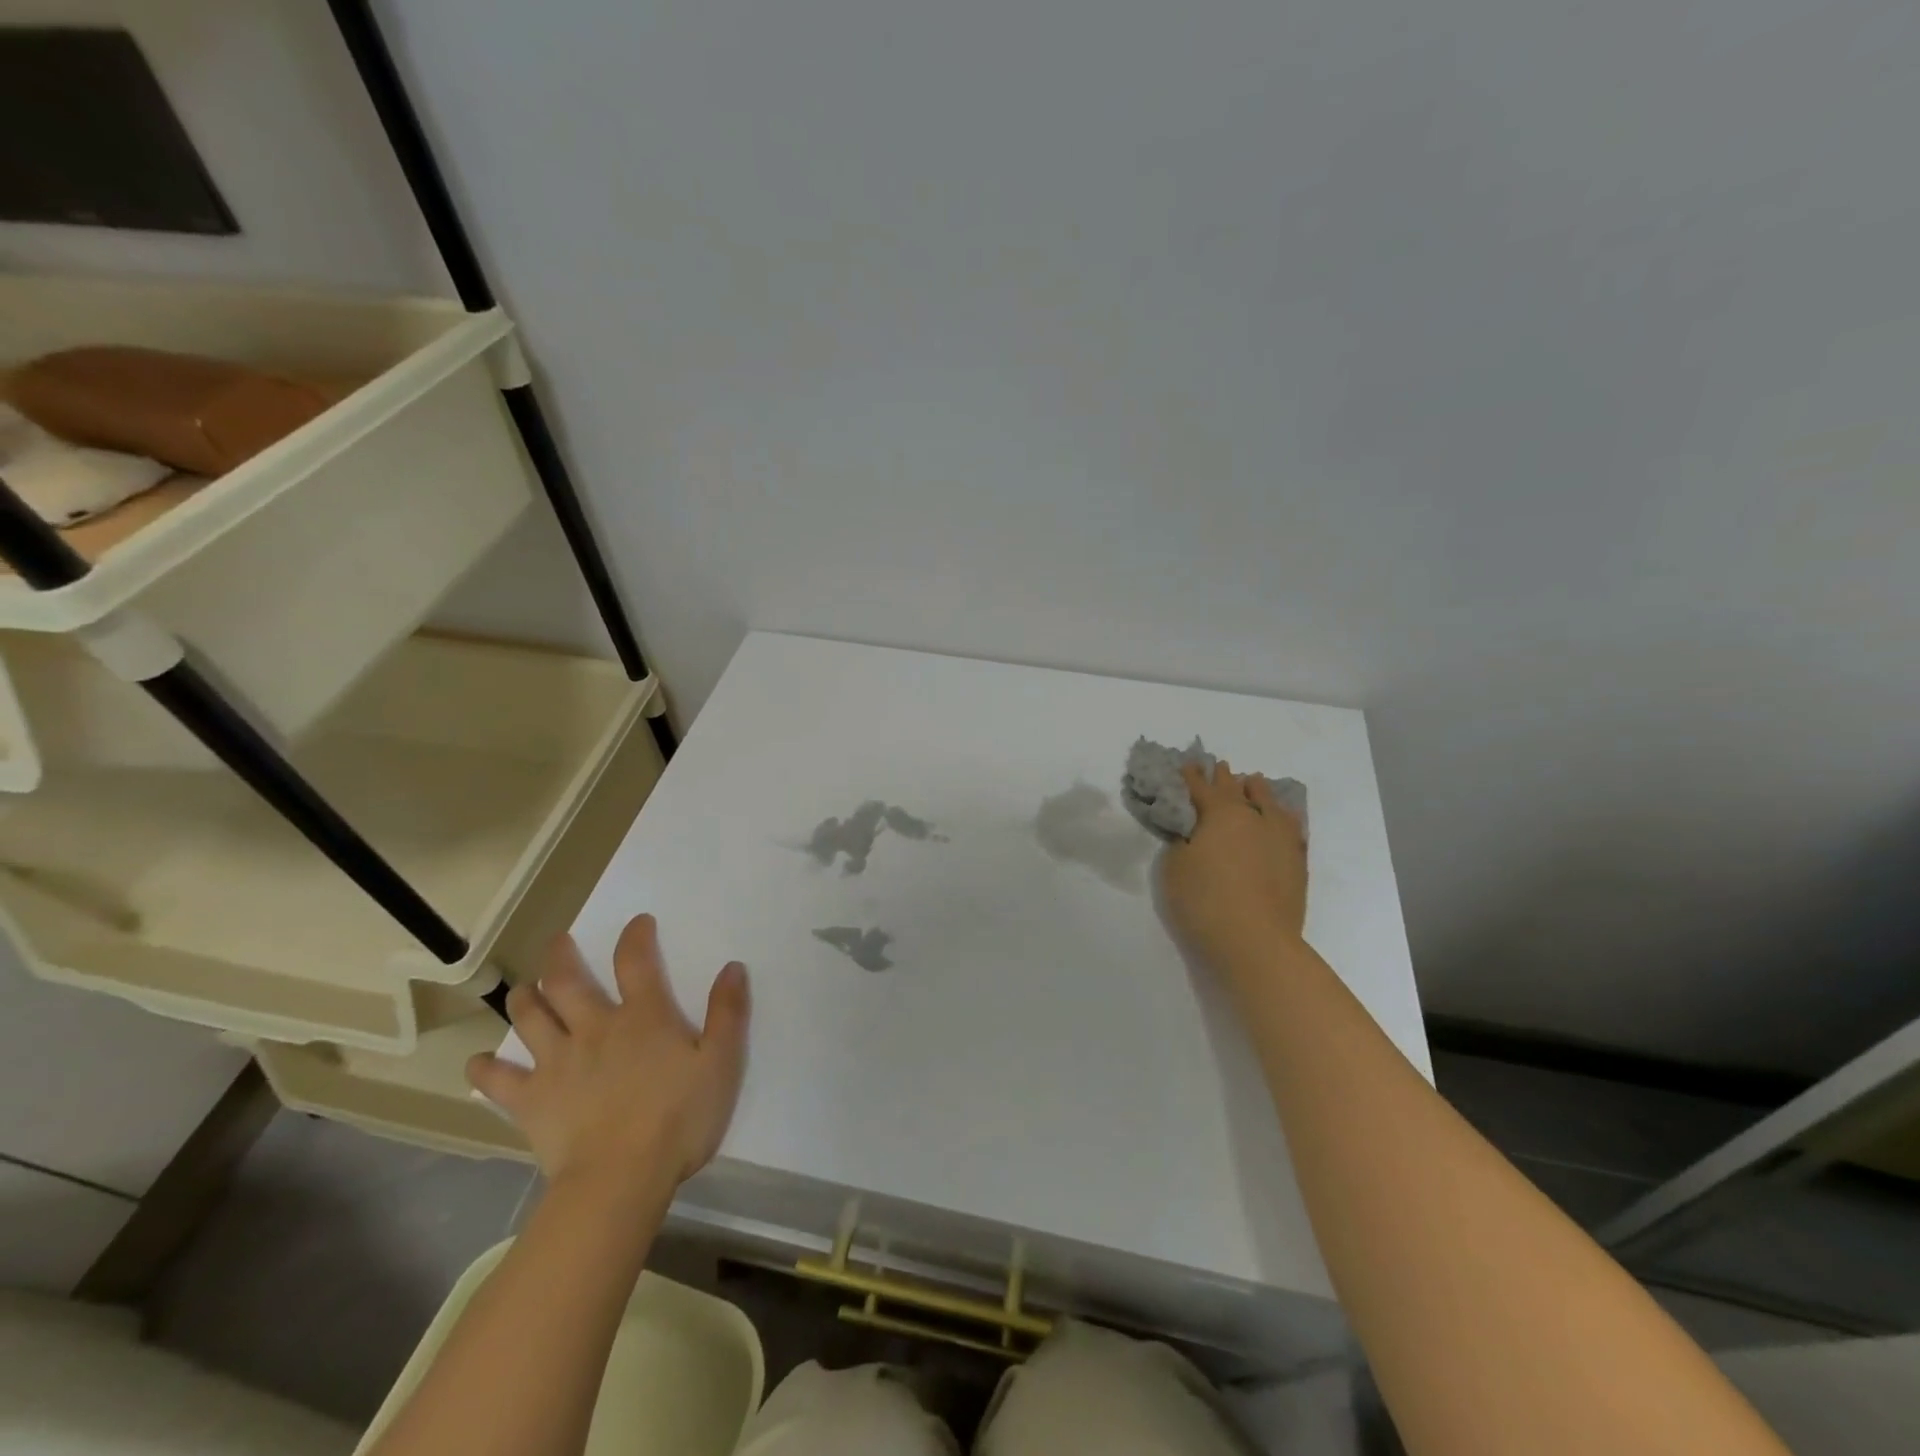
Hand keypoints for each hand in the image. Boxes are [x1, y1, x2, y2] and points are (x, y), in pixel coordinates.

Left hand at [467, 915, 749, 1195]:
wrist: (621, 1178)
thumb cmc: (679, 1118)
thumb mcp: (721, 1062)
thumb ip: (728, 1012)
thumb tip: (733, 967)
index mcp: (643, 1017)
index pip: (636, 962)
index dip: (636, 937)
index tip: (637, 923)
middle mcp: (595, 1028)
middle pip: (567, 982)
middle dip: (561, 957)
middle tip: (558, 942)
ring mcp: (557, 1063)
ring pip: (530, 1019)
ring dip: (523, 1000)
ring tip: (522, 991)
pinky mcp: (531, 1101)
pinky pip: (499, 1081)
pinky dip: (485, 1071)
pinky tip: (476, 1065)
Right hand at [1161, 761, 1308, 971]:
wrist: (1256, 942)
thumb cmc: (1205, 901)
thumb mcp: (1175, 868)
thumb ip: (1182, 842)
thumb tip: (1193, 833)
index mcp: (1220, 815)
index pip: (1201, 788)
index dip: (1191, 776)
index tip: (1186, 763)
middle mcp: (1254, 818)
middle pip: (1236, 791)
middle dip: (1224, 778)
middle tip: (1218, 766)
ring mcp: (1280, 839)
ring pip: (1269, 804)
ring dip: (1258, 791)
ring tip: (1254, 782)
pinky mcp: (1296, 862)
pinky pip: (1291, 827)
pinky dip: (1284, 816)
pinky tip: (1284, 816)